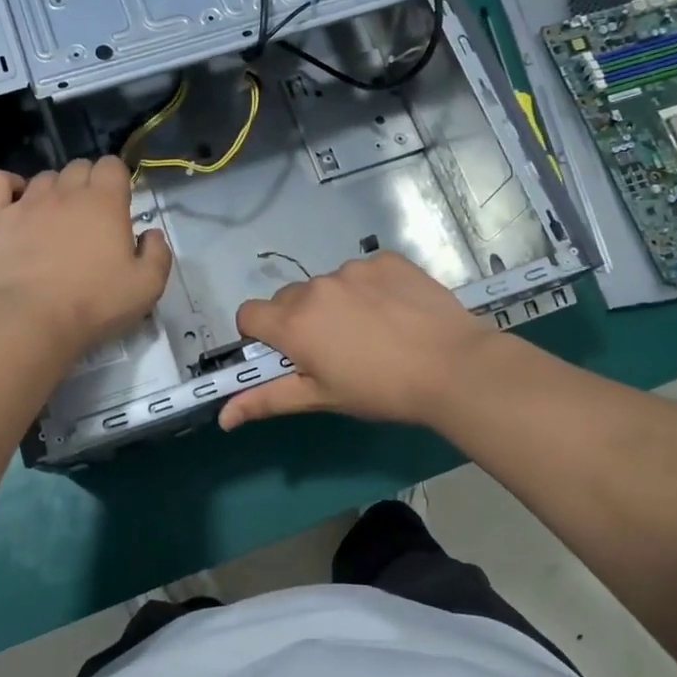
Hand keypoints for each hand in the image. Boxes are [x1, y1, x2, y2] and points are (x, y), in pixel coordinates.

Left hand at [0, 158, 171, 358]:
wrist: (28, 321)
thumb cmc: (93, 304)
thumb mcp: (146, 287)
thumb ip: (157, 254)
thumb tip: (150, 234)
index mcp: (105, 202)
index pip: (112, 165)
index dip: (116, 179)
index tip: (117, 205)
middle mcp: (65, 192)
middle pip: (78, 166)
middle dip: (86, 183)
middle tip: (88, 218)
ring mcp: (26, 201)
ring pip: (44, 177)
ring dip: (53, 191)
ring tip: (53, 221)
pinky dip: (8, 185)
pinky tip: (14, 204)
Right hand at [218, 250, 500, 431]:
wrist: (453, 366)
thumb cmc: (381, 390)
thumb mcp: (322, 399)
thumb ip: (267, 400)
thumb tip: (223, 416)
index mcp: (293, 323)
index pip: (249, 314)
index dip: (260, 335)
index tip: (285, 353)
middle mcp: (315, 287)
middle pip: (288, 299)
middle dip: (299, 321)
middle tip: (334, 350)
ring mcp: (352, 269)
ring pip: (326, 285)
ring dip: (335, 304)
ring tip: (373, 332)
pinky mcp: (385, 260)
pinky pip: (362, 272)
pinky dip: (369, 289)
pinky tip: (395, 312)